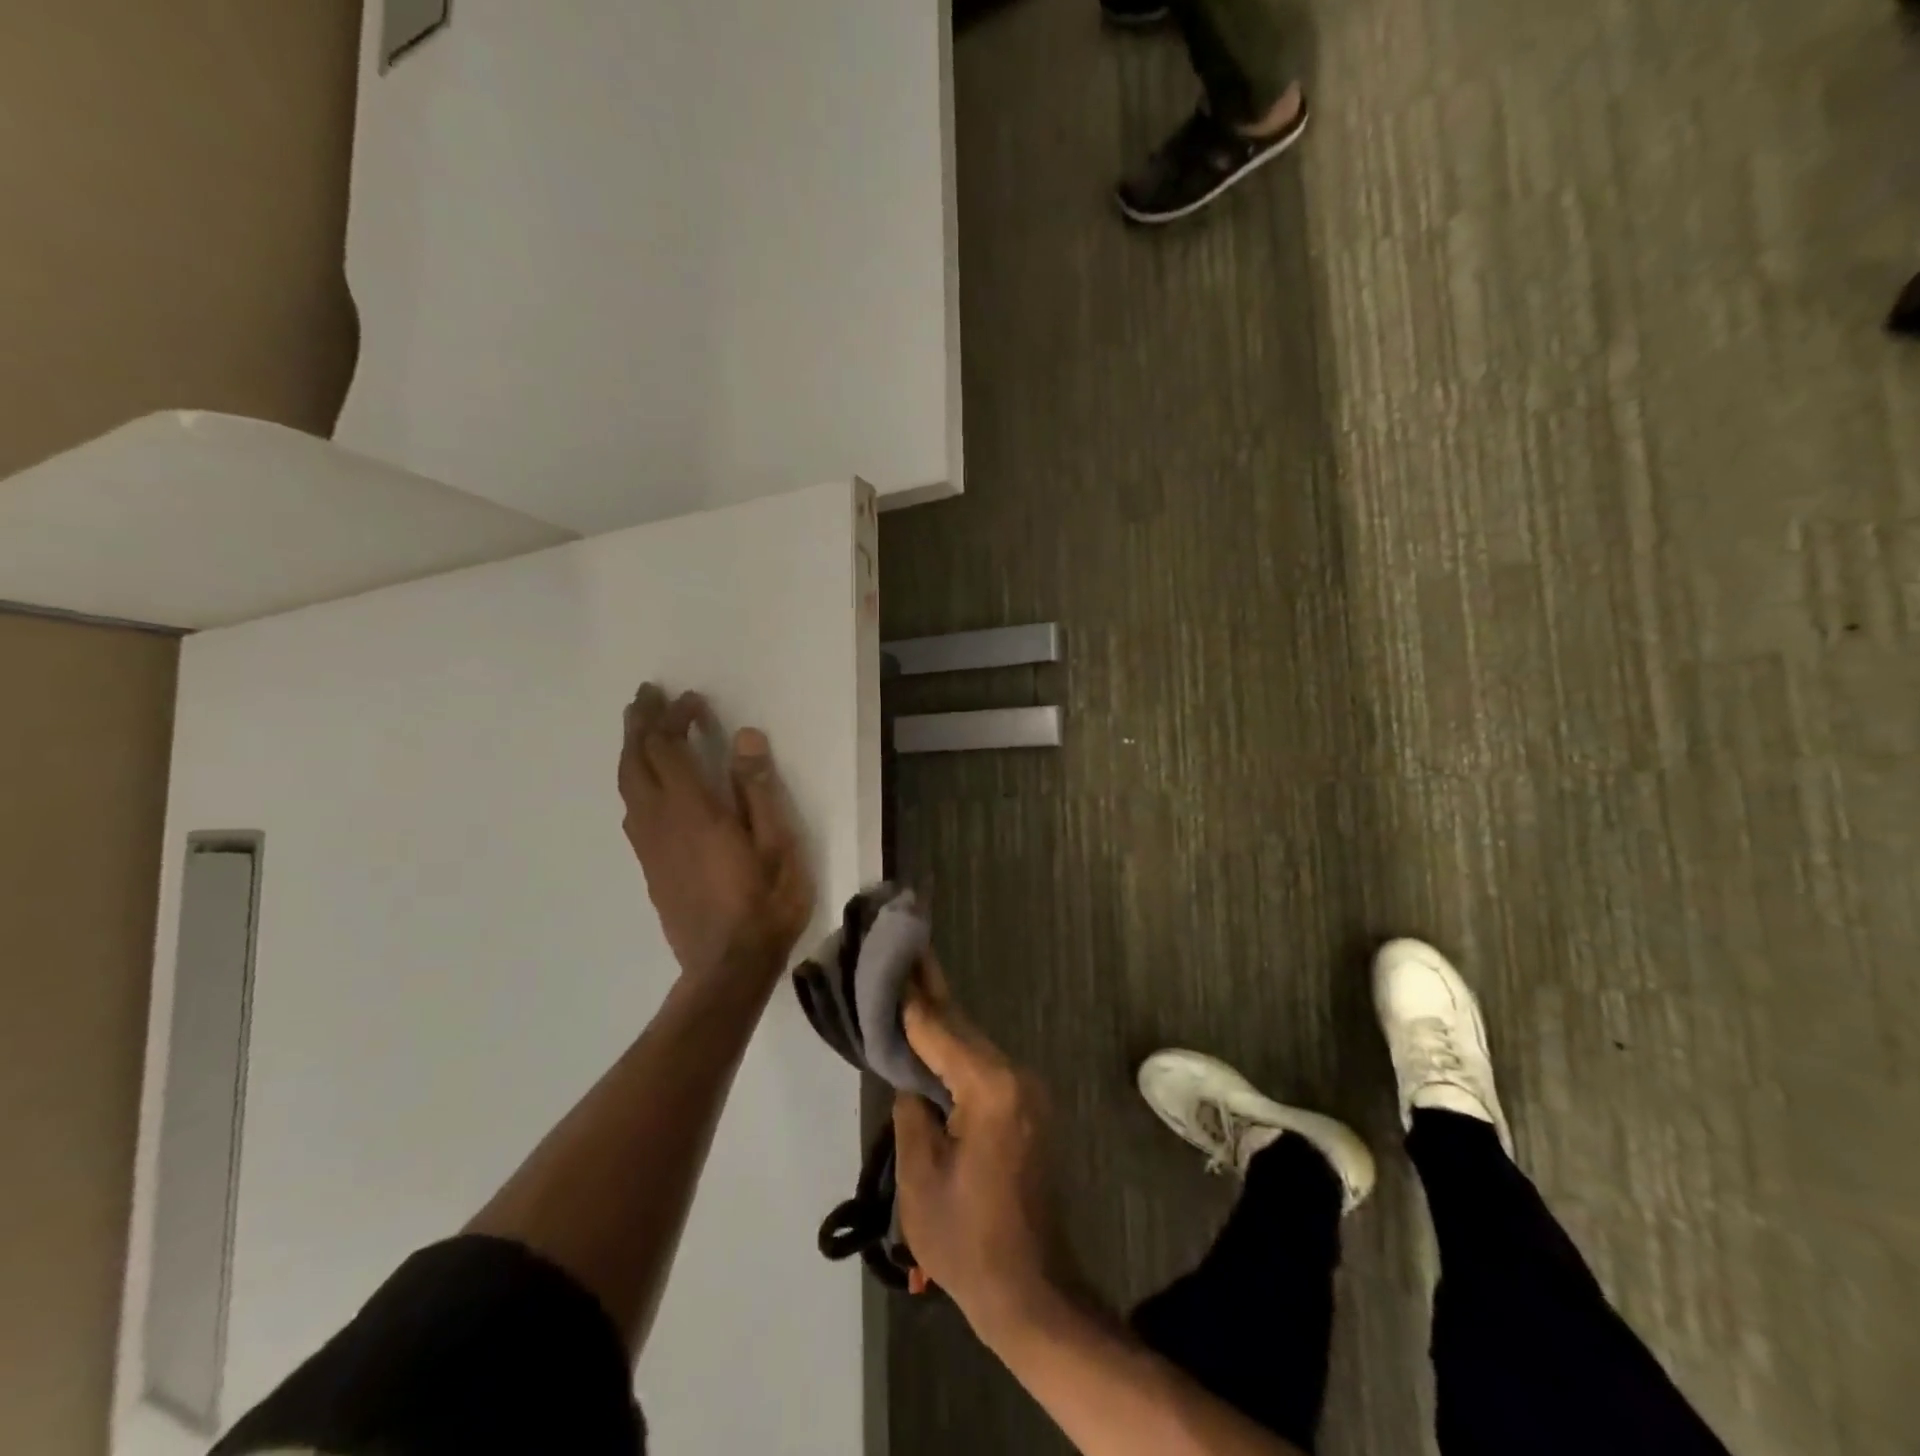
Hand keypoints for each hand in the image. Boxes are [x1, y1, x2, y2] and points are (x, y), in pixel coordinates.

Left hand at [618, 684, 814, 984]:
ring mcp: (650, 846)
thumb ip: (759, 789)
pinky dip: (634, 781)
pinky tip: (647, 785)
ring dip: (631, 751)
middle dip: (639, 724)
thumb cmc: (764, 904)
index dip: (675, 718)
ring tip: (641, 730)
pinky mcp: (650, 867)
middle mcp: (660, 821)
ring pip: (627, 786)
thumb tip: (746, 737)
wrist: (727, 968)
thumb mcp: (778, 844)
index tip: (693, 700)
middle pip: (636, 761)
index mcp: (693, 810)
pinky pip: (632, 810)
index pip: (669, 748)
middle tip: (646, 696)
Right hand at [892, 962, 1076, 1343]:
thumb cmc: (967, 1241)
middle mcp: (1015, 1077)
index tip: (894, 953)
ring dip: (940, 1022)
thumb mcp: (920, 1177)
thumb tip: (912, 1081)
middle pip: (961, 1028)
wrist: (1031, 1291)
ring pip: (972, 1046)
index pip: (939, 1029)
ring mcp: (1026, 1092)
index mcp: (991, 1089)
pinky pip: (983, 1068)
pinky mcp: (1026, 1108)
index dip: (911, 995)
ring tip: (908, 984)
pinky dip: (954, 1053)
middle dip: (928, 992)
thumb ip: (911, 1112)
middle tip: (902, 949)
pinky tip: (932, 1038)